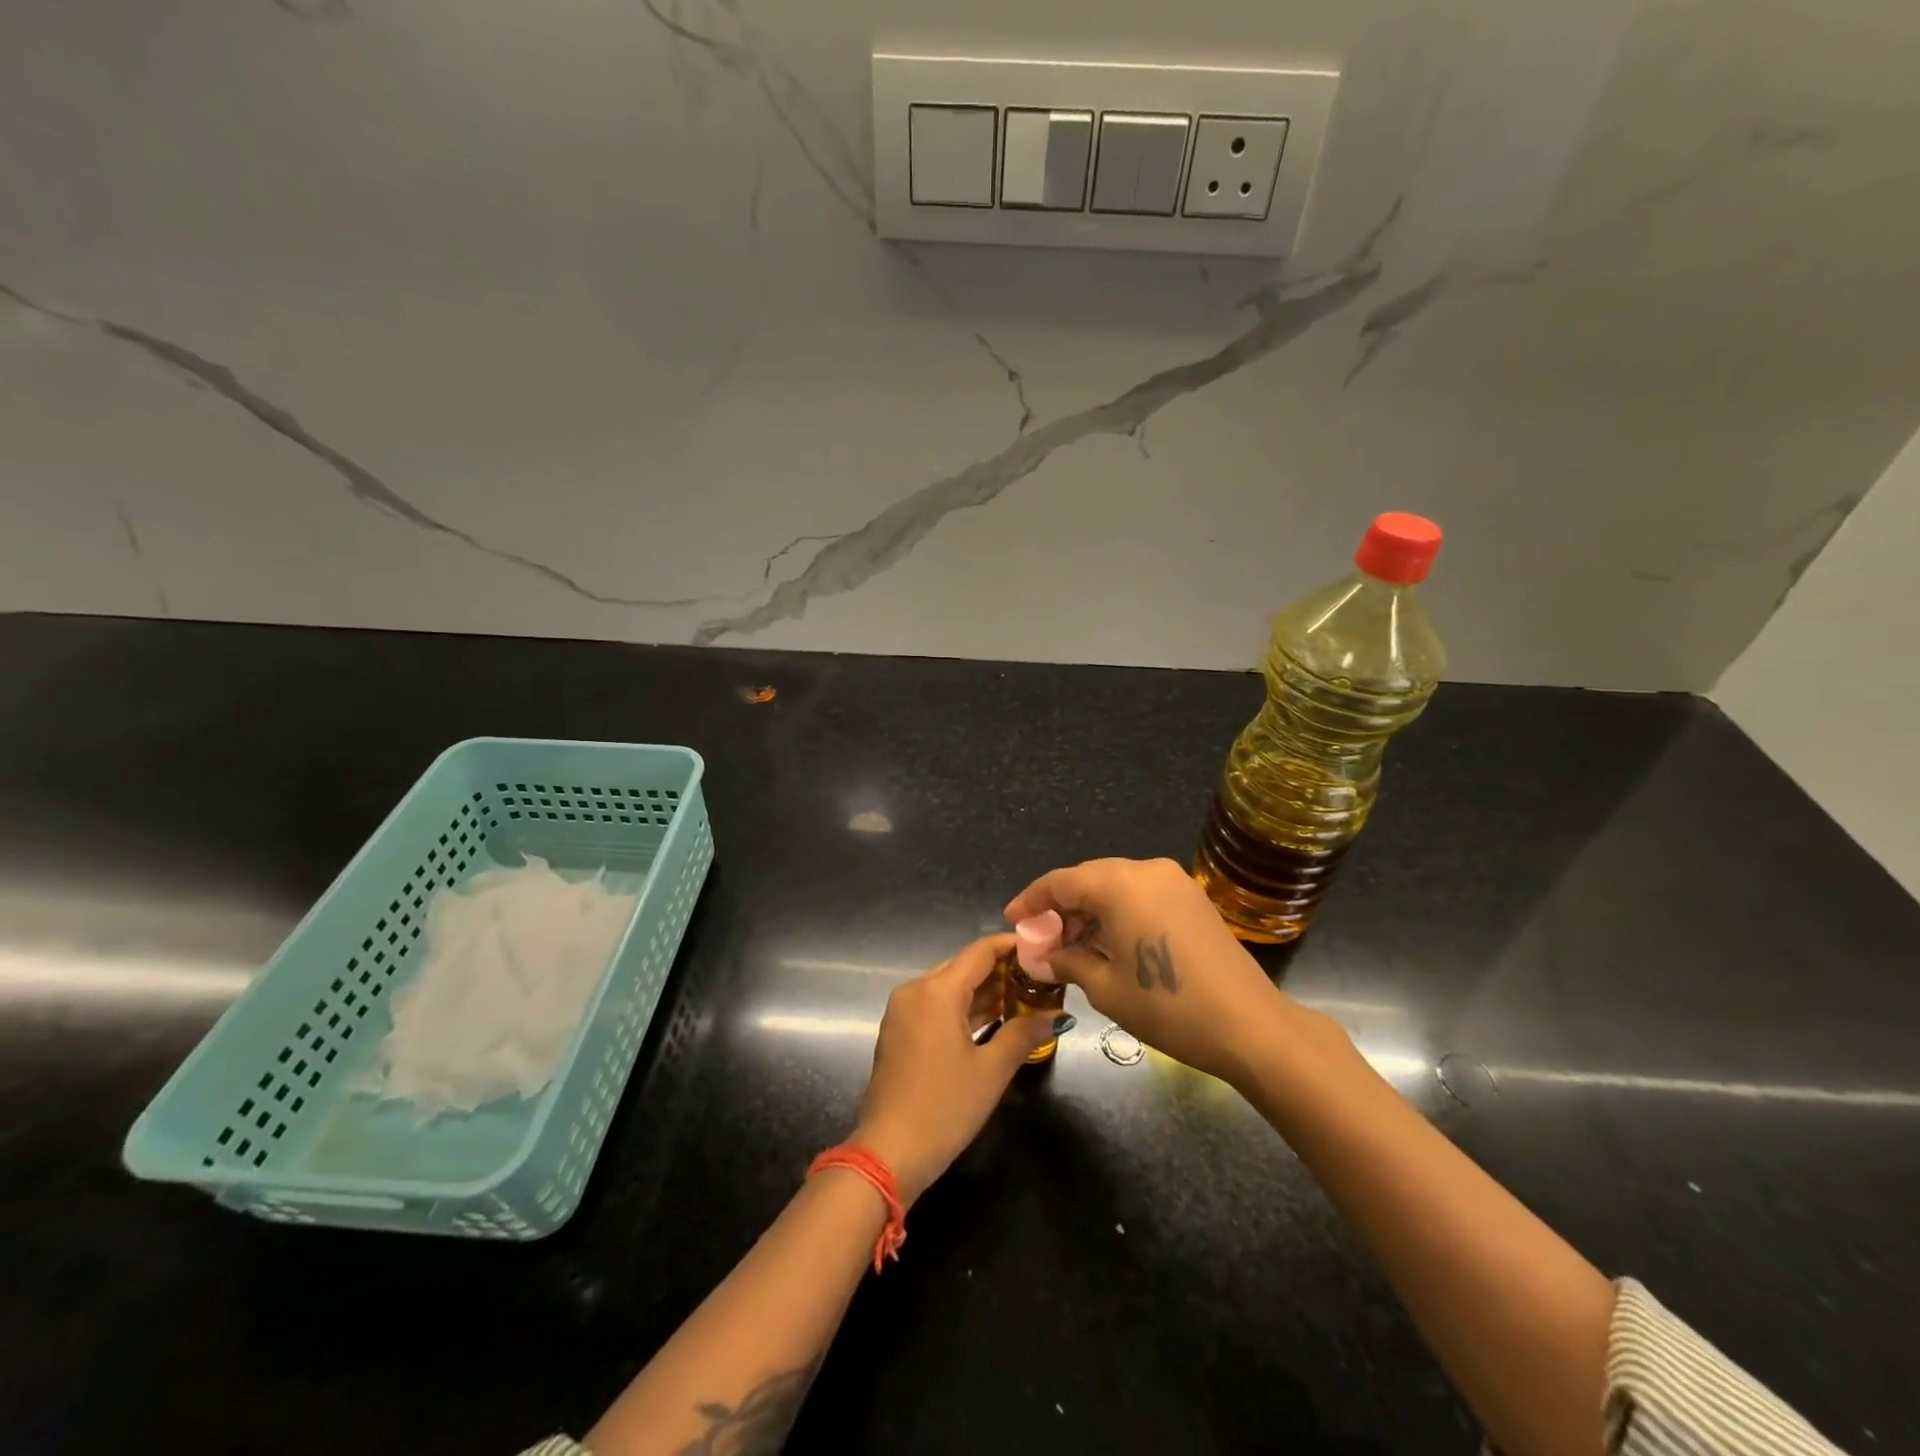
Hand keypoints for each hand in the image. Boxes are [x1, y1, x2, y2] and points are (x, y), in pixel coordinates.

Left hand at [852, 935, 1061, 1205]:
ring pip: (950, 986)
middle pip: (964, 966)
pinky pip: (937, 1005)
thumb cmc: (944, 1108)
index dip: (1013, 946)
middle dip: (1002, 970)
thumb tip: (1058, 1015)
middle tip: (1040, 979)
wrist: (889, 1153)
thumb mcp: (991, 1071)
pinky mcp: (900, 1030)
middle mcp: (916, 989)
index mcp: (937, 990)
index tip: (1042, 950)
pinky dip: (964, 1007)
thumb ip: (1025, 1034)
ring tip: (1025, 998)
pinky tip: (993, 1019)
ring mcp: (904, 1010)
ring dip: (984, 991)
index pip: (981, 951)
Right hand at [1005, 857, 1292, 1085]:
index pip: (1061, 882)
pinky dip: (1117, 913)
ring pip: (1115, 886)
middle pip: (1088, 879)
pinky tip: (1107, 943)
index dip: (1032, 901)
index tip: (1012, 920)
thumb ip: (1067, 962)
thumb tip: (1042, 959)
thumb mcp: (1106, 988)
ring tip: (1071, 948)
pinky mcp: (1191, 898)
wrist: (1249, 1026)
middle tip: (1042, 941)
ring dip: (1089, 911)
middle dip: (1061, 908)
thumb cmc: (1168, 1006)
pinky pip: (1140, 894)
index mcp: (1120, 884)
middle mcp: (1146, 870)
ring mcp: (1173, 881)